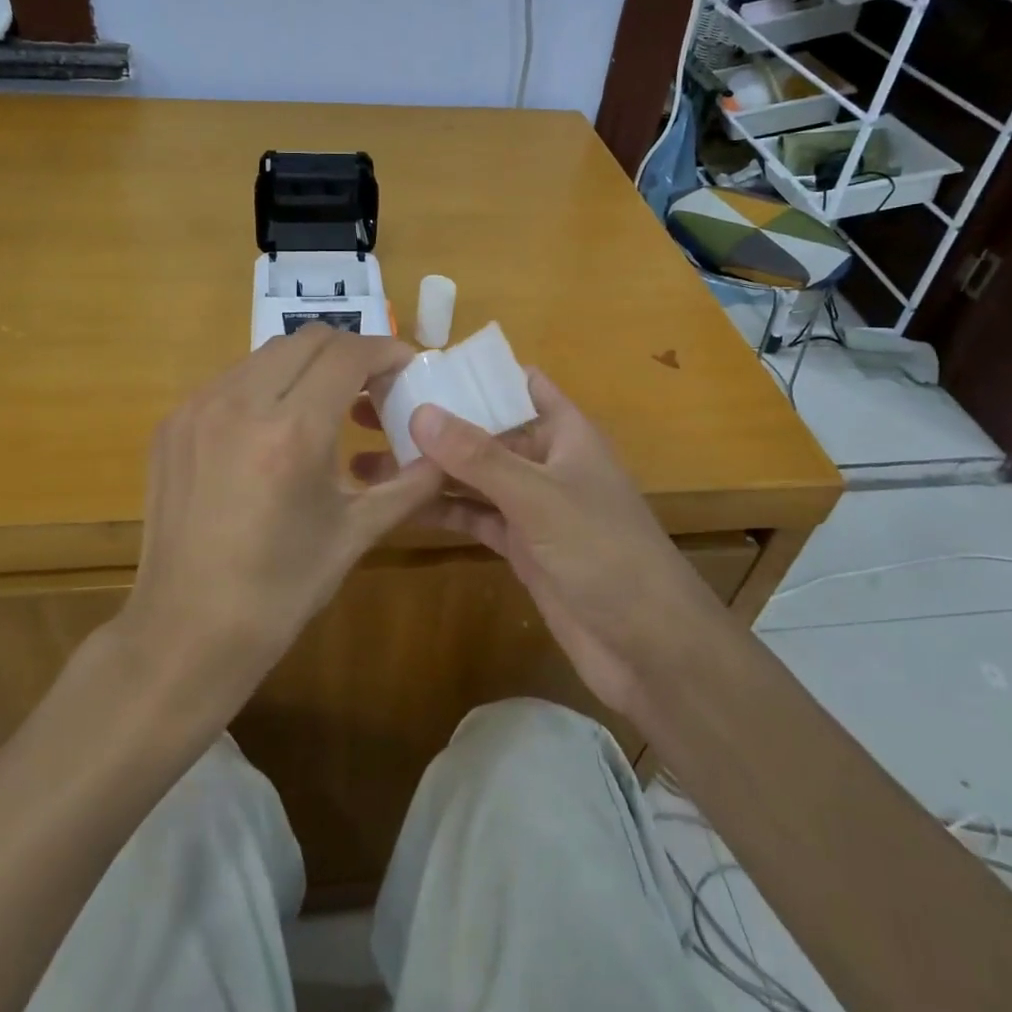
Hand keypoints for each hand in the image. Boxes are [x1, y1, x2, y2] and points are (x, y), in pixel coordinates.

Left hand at [122, 326, 443, 679]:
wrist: (188, 630)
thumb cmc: (283, 588)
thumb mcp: (357, 532)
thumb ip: (410, 483)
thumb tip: (446, 452)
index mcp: (293, 432)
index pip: (348, 353)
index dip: (385, 351)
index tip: (405, 367)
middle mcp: (241, 404)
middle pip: (308, 339)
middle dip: (349, 352)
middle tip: (370, 387)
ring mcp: (198, 409)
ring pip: (267, 354)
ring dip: (306, 367)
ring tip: (324, 408)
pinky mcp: (172, 423)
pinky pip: (231, 380)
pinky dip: (266, 387)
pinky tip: (274, 430)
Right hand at [355, 371, 715, 720]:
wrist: (648, 645)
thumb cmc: (604, 552)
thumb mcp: (539, 496)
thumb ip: (479, 457)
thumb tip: (419, 412)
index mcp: (564, 432)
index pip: (519, 384)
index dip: (474, 373)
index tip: (417, 365)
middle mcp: (545, 461)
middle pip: (485, 430)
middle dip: (434, 421)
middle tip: (369, 410)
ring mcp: (531, 505)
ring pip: (472, 475)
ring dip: (427, 467)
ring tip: (364, 457)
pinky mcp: (520, 545)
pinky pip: (473, 515)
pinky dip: (440, 508)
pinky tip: (397, 502)